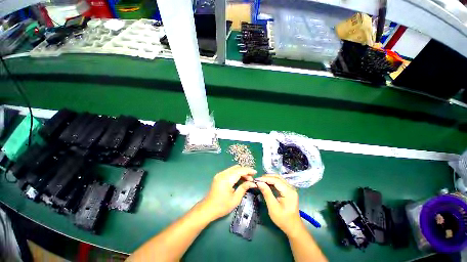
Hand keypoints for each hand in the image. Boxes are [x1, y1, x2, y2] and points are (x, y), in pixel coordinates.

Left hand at [200, 165, 256, 220]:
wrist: (208, 208)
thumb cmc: (222, 206)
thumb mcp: (235, 199)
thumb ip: (244, 188)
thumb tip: (253, 183)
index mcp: (226, 179)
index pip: (240, 171)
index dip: (248, 170)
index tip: (255, 173)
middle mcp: (223, 174)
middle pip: (236, 168)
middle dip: (245, 171)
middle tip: (251, 178)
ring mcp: (220, 174)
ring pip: (233, 169)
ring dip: (241, 172)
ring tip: (247, 179)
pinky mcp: (219, 176)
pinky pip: (229, 171)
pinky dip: (236, 173)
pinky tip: (240, 179)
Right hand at [256, 175, 303, 236]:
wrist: (293, 227)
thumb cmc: (283, 219)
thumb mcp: (273, 207)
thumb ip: (266, 193)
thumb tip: (259, 183)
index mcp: (289, 192)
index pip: (276, 180)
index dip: (265, 179)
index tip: (256, 180)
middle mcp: (291, 188)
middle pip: (277, 177)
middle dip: (267, 177)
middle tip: (258, 180)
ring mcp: (290, 188)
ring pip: (278, 179)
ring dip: (269, 179)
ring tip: (260, 181)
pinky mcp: (288, 190)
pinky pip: (279, 182)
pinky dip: (272, 182)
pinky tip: (266, 184)